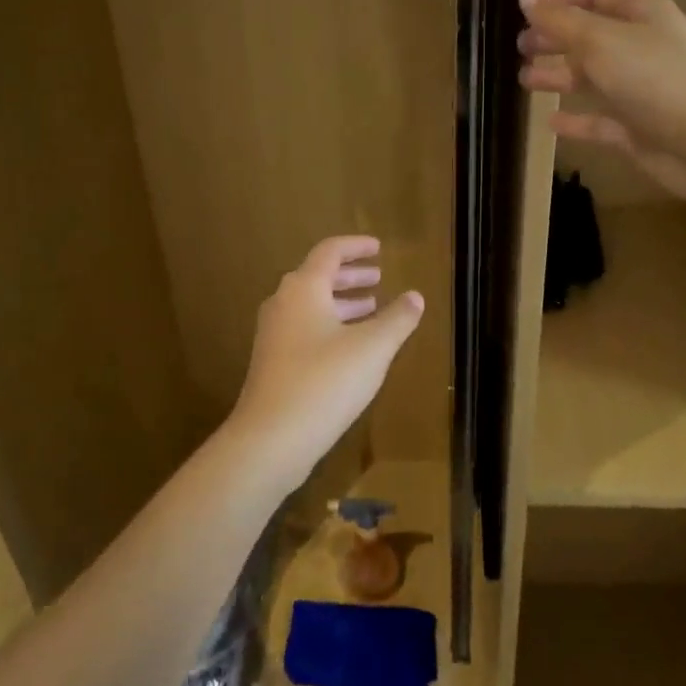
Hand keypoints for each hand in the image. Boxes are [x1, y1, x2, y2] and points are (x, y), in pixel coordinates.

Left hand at [229, 236, 423, 487]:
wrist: (270, 438)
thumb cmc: (325, 382)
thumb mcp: (372, 348)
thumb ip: (396, 319)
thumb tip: (415, 296)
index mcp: (304, 289)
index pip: (330, 252)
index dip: (356, 247)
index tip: (379, 248)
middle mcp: (283, 303)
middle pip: (318, 277)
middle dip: (351, 276)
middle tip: (378, 278)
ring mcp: (274, 334)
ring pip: (311, 305)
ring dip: (342, 303)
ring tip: (372, 309)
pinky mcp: (272, 362)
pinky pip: (305, 328)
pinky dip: (330, 325)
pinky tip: (350, 347)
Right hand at [516, 0, 685, 199]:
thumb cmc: (655, 78)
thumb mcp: (601, 41)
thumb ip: (560, 20)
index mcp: (642, 15)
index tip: (525, 5)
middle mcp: (642, 48)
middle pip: (592, 36)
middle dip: (556, 38)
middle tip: (520, 46)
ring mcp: (641, 91)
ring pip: (592, 78)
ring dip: (559, 76)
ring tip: (524, 79)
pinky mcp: (637, 129)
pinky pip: (599, 121)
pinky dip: (575, 120)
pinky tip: (550, 123)